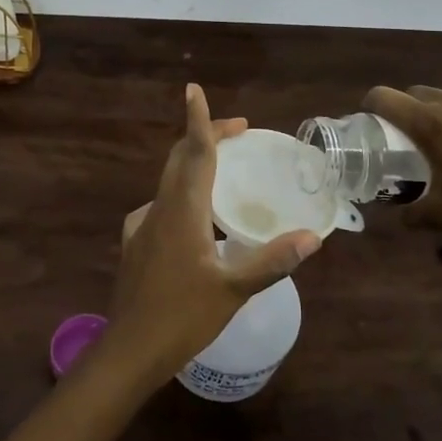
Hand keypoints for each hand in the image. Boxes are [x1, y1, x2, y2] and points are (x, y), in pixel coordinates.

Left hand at [105, 85, 321, 382]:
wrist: (129, 350)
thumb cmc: (182, 317)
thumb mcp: (234, 290)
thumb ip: (272, 260)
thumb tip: (312, 237)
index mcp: (182, 211)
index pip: (194, 153)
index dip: (198, 120)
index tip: (194, 90)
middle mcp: (159, 208)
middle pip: (180, 160)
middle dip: (206, 138)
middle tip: (238, 132)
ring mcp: (142, 226)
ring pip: (170, 182)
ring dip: (195, 165)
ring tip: (223, 171)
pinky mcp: (136, 244)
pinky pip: (162, 205)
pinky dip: (182, 195)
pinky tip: (196, 219)